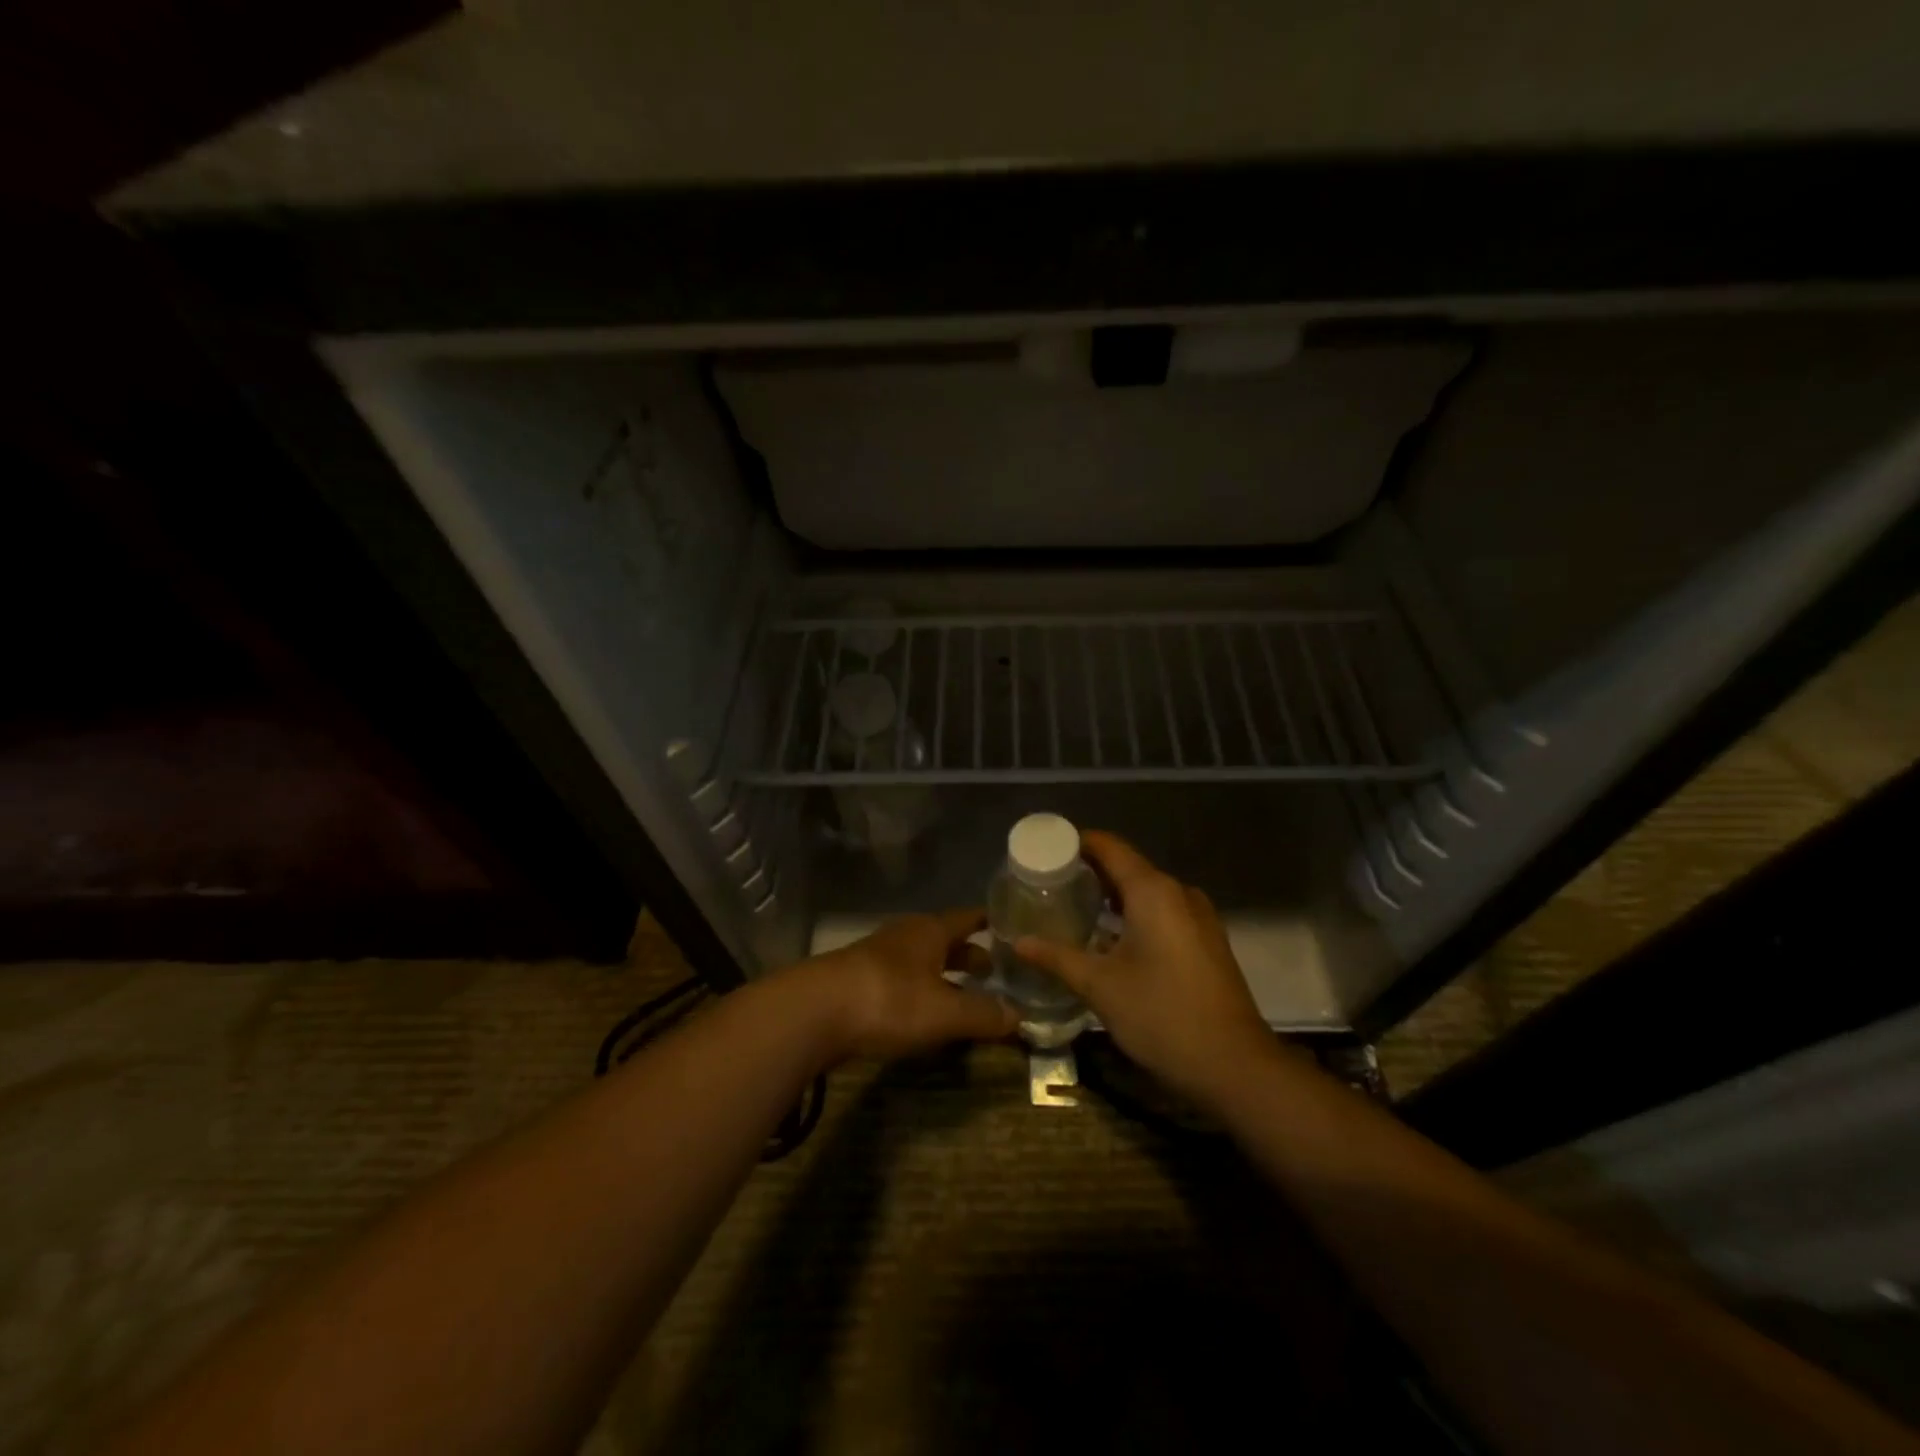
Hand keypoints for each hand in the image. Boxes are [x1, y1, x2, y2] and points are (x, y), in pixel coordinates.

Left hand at [800, 908, 1016, 1062]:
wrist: (813, 1012)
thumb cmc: (889, 1000)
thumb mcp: (944, 1012)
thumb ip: (983, 1014)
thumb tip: (1021, 1015)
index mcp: (930, 931)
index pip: (967, 918)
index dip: (989, 922)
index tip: (1010, 926)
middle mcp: (905, 936)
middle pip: (943, 939)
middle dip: (968, 954)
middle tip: (994, 970)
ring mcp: (877, 956)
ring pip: (920, 960)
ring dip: (942, 973)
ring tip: (962, 992)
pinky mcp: (857, 981)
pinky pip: (900, 980)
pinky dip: (919, 990)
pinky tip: (922, 1011)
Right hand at [1014, 830, 1273, 1105]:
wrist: (1235, 1066)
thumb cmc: (1162, 1015)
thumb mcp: (1100, 986)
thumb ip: (1057, 957)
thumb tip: (1018, 941)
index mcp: (1153, 891)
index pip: (1109, 847)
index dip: (1075, 843)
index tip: (1043, 851)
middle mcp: (1178, 893)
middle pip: (1127, 867)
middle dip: (1088, 872)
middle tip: (1048, 884)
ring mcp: (1198, 917)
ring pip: (1146, 892)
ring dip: (1111, 896)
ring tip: (1071, 908)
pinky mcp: (1206, 941)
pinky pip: (1162, 912)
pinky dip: (1133, 915)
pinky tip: (1109, 938)